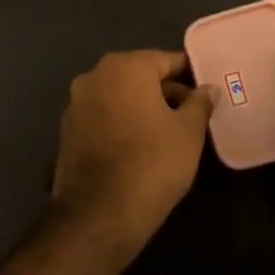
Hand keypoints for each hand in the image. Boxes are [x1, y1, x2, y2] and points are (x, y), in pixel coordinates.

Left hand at [52, 50, 216, 248]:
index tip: (207, 92)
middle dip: (166, 92)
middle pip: (141, 76)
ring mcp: (77, 103)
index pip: (167, 60)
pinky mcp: (67, 131)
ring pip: (120, 97)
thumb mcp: (188, 132)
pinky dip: (122, 124)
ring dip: (143, 108)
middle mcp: (96, 76)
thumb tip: (207, 88)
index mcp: (126, 67)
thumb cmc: (152, 163)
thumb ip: (199, 103)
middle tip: (193, 115)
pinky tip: (140, 147)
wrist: (99, 214)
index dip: (190, 75)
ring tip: (169, 134)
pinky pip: (104, 117)